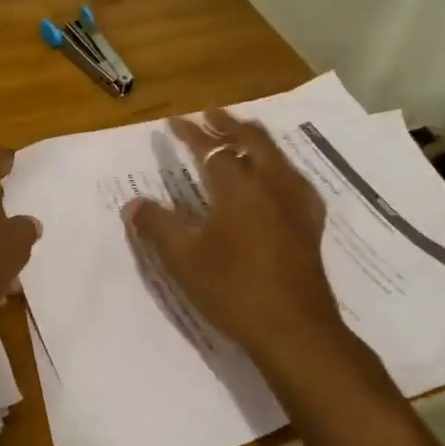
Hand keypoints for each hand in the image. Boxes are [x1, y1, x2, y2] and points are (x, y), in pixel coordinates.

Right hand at [124, 109, 362, 390]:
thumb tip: (134, 205)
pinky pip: (294, 180)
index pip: (213, 149)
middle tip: (210, 114)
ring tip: (241, 135)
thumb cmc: (233, 290)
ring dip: (255, 140)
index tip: (173, 122)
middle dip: (229, 124)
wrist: (294, 331)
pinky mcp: (310, 226)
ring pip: (278, 157)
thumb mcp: (182, 259)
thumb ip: (157, 226)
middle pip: (253, 141)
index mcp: (240, 189)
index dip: (191, 134)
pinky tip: (276, 179)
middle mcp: (273, 187)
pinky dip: (277, 166)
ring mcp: (297, 206)